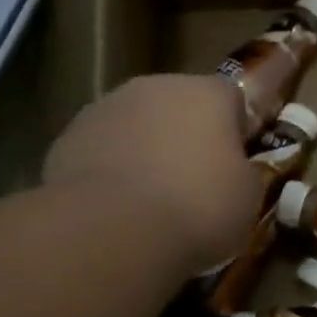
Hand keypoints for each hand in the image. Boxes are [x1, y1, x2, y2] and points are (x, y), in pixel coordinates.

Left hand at [43, 74, 262, 275]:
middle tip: (197, 182)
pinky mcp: (68, 138)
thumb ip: (244, 172)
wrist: (112, 230)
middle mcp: (155, 86)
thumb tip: (234, 170)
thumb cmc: (198, 207)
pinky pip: (102, 151)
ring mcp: (105, 108)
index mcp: (208, 93)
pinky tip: (117, 209)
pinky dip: (111, 171)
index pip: (235, 96)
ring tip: (152, 201)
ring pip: (137, 126)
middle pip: (180, 106)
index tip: (240, 159)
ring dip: (146, 151)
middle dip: (188, 136)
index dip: (239, 128)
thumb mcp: (248, 196)